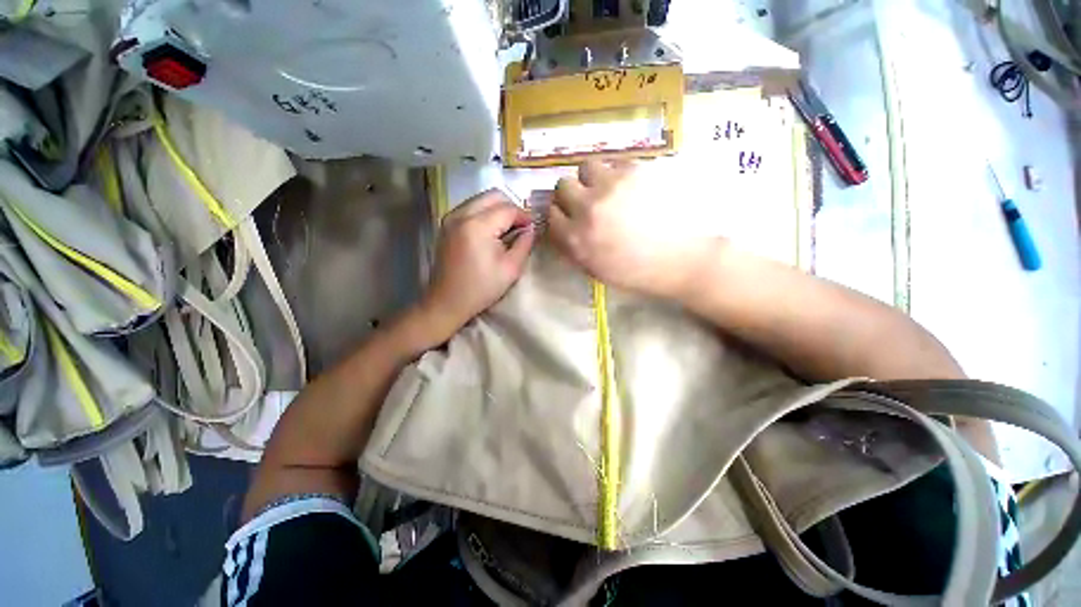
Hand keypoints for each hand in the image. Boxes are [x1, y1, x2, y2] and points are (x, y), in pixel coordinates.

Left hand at [417, 189, 535, 340]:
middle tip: (520, 227)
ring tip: (507, 230)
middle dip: (511, 208)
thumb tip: (531, 228)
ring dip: (498, 210)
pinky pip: (471, 207)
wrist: (447, 302)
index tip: (533, 228)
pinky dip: (485, 214)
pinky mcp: (446, 224)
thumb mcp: (511, 269)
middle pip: (493, 196)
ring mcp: (451, 217)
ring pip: (481, 199)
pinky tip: (491, 233)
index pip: (508, 208)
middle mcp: (461, 214)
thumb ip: (524, 244)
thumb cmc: (481, 289)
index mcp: (477, 226)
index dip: (524, 216)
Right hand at [548, 160, 710, 298]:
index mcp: (576, 239)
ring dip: (592, 177)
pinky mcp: (635, 172)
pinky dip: (616, 173)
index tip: (569, 216)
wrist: (680, 259)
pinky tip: (629, 186)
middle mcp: (588, 210)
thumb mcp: (595, 270)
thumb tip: (561, 228)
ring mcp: (611, 188)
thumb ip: (572, 248)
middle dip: (571, 193)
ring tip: (606, 187)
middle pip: (562, 186)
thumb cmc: (636, 272)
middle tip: (586, 200)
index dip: (559, 214)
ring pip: (586, 167)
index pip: (551, 214)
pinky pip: (614, 162)